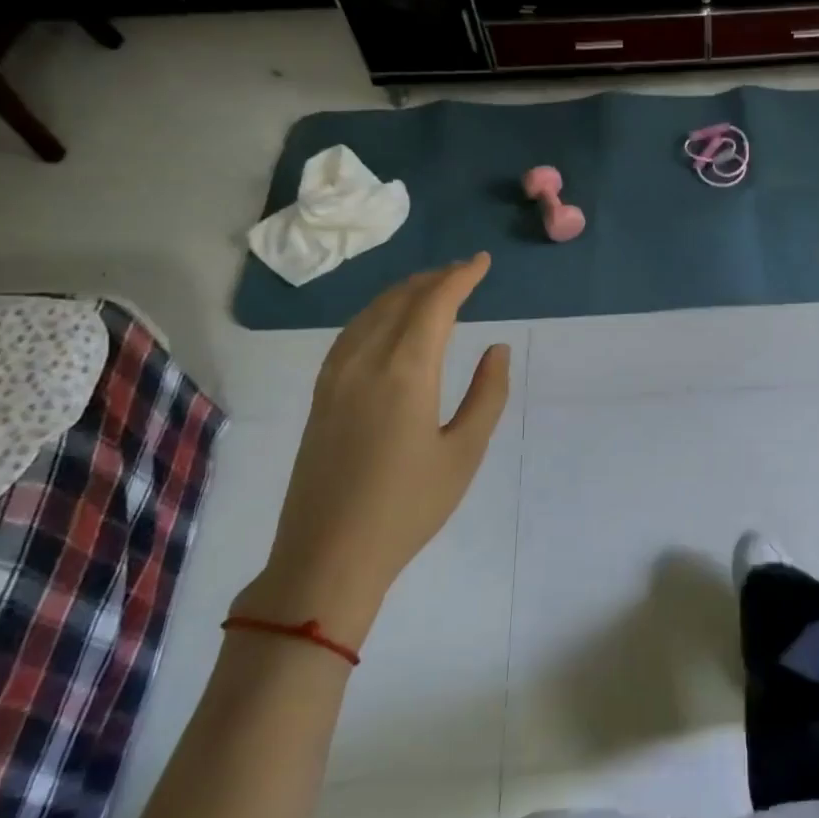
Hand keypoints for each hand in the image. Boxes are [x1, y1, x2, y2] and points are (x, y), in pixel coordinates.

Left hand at [233, 254, 510, 647]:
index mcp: (405, 373)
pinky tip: (387, 322)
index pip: (434, 305)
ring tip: (432, 287)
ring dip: (404, 292)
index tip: (481, 262)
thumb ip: (487, 395)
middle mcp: (365, 363)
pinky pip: (351, 333)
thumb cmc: (408, 508)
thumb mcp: (464, 453)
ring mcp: (335, 378)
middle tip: (464, 272)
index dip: (460, 277)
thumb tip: (497, 349)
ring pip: (370, 313)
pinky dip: (376, 313)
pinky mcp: (321, 396)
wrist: (328, 556)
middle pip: (400, 301)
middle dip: (434, 279)